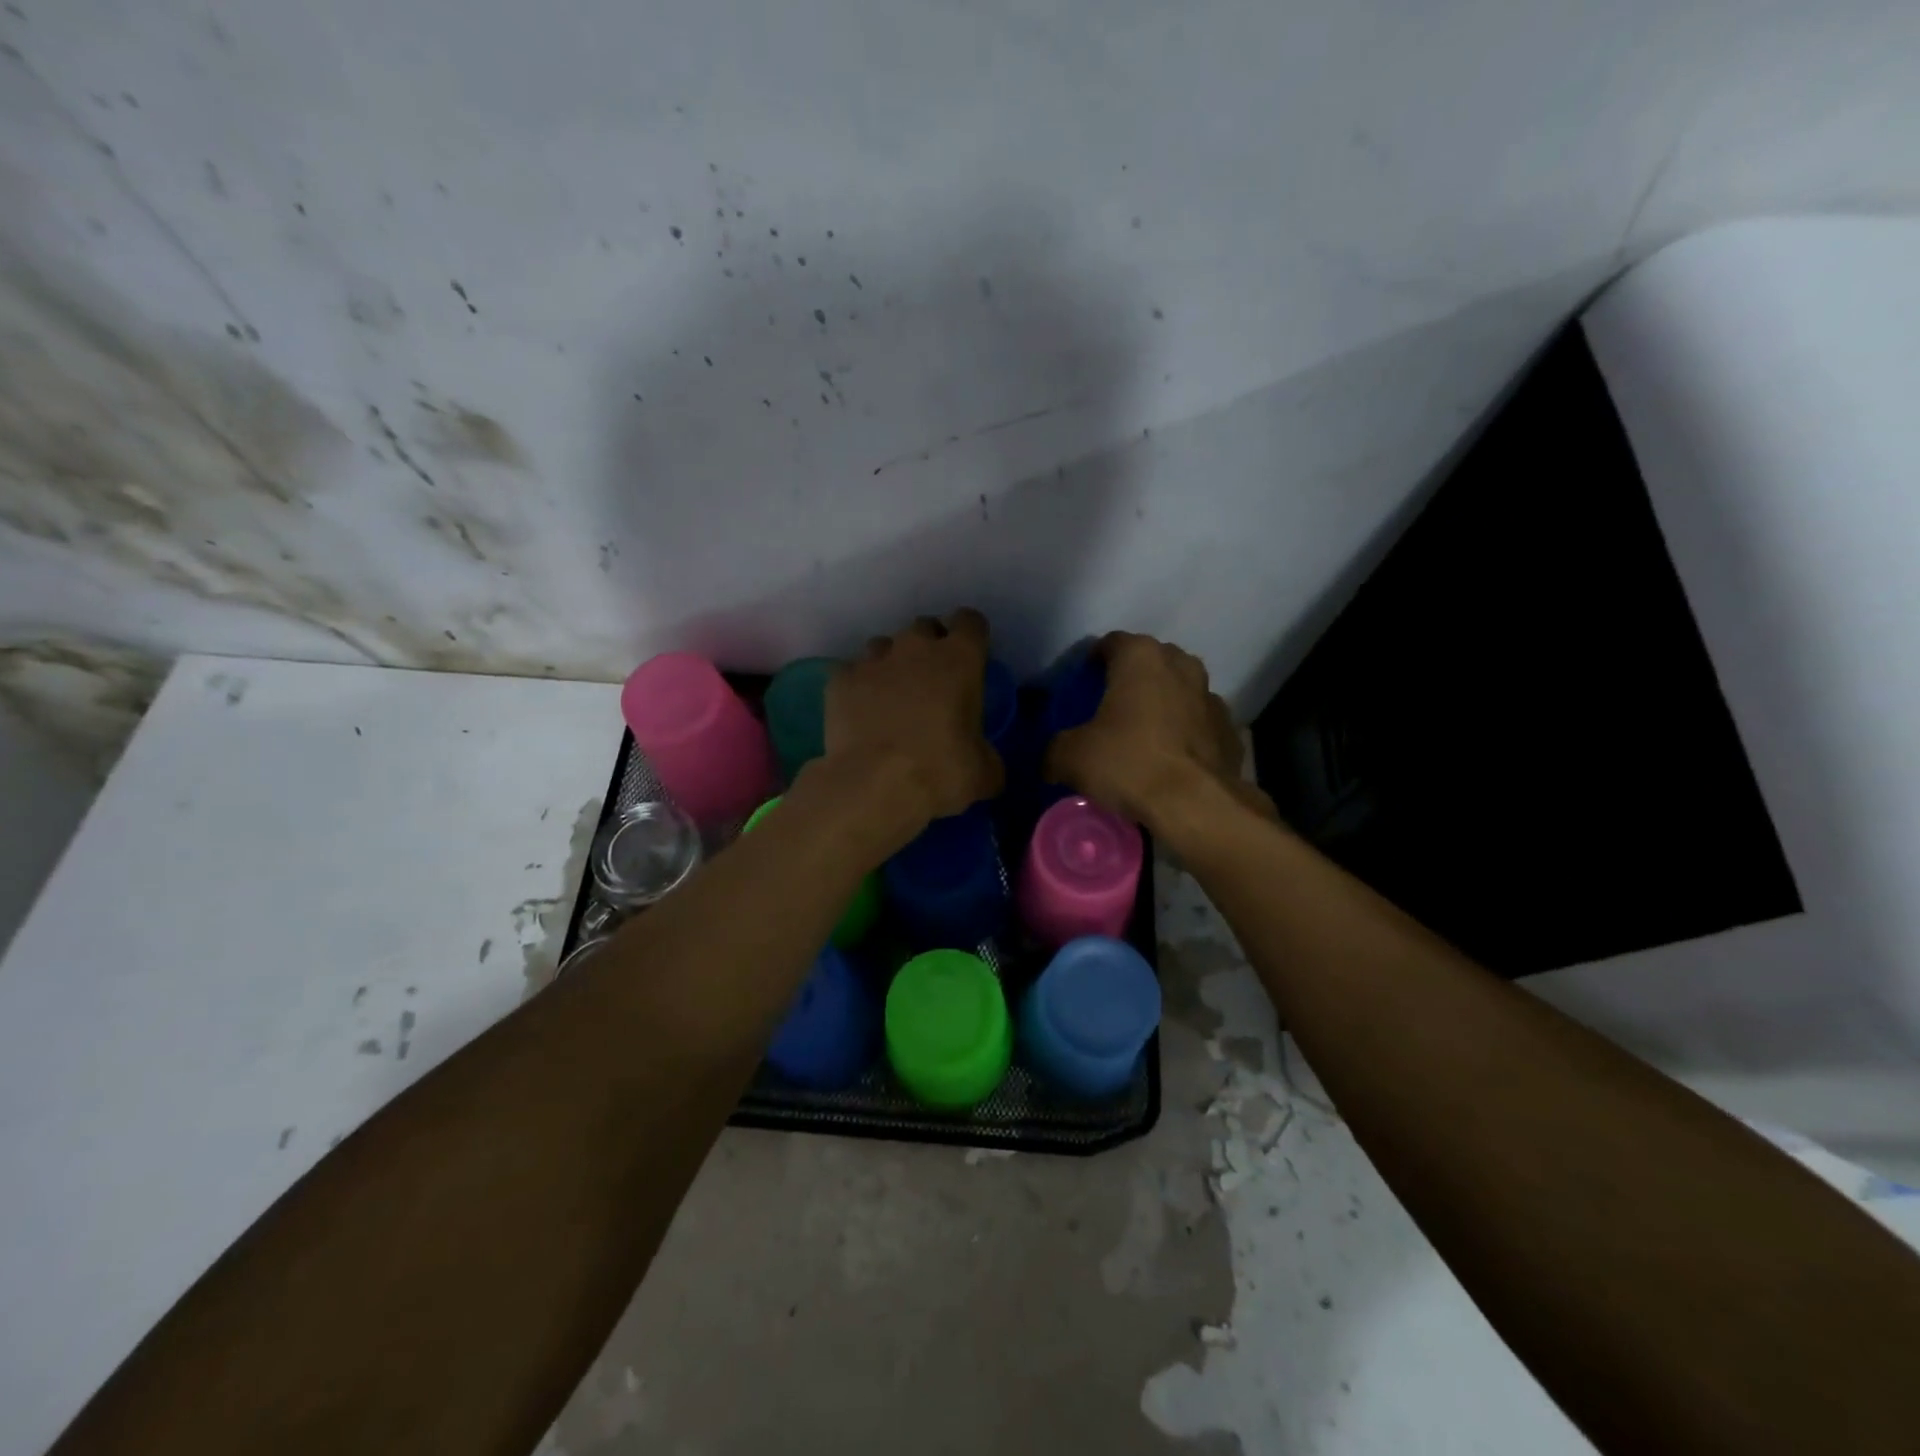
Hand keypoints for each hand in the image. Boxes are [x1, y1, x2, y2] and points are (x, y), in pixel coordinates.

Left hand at [815, 610, 1004, 837]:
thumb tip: (980, 756)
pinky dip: (857, 687)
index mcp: (960, 659)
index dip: (971, 637)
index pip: (970, 622)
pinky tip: (859, 712)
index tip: (971, 657)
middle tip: (931, 681)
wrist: (874, 786)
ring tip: (891, 697)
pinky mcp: (839, 680)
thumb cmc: (941, 773)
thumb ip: (985, 752)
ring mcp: (873, 661)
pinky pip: (851, 672)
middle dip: (929, 647)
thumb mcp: (984, 772)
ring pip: (884, 646)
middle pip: (924, 628)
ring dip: (891, 664)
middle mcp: (915, 648)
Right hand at [1047, 632, 1275, 831]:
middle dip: (1130, 680)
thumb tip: (1051, 759)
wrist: (1196, 805)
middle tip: (1109, 709)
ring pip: (1178, 691)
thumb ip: (1054, 749)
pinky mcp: (1230, 729)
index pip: (1110, 643)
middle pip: (1149, 663)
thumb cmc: (1129, 763)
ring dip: (1162, 705)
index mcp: (1141, 657)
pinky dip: (1184, 734)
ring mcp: (1211, 696)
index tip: (1081, 686)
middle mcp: (1181, 665)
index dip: (1092, 662)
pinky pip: (1198, 723)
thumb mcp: (1070, 757)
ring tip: (1142, 736)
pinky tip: (1170, 760)